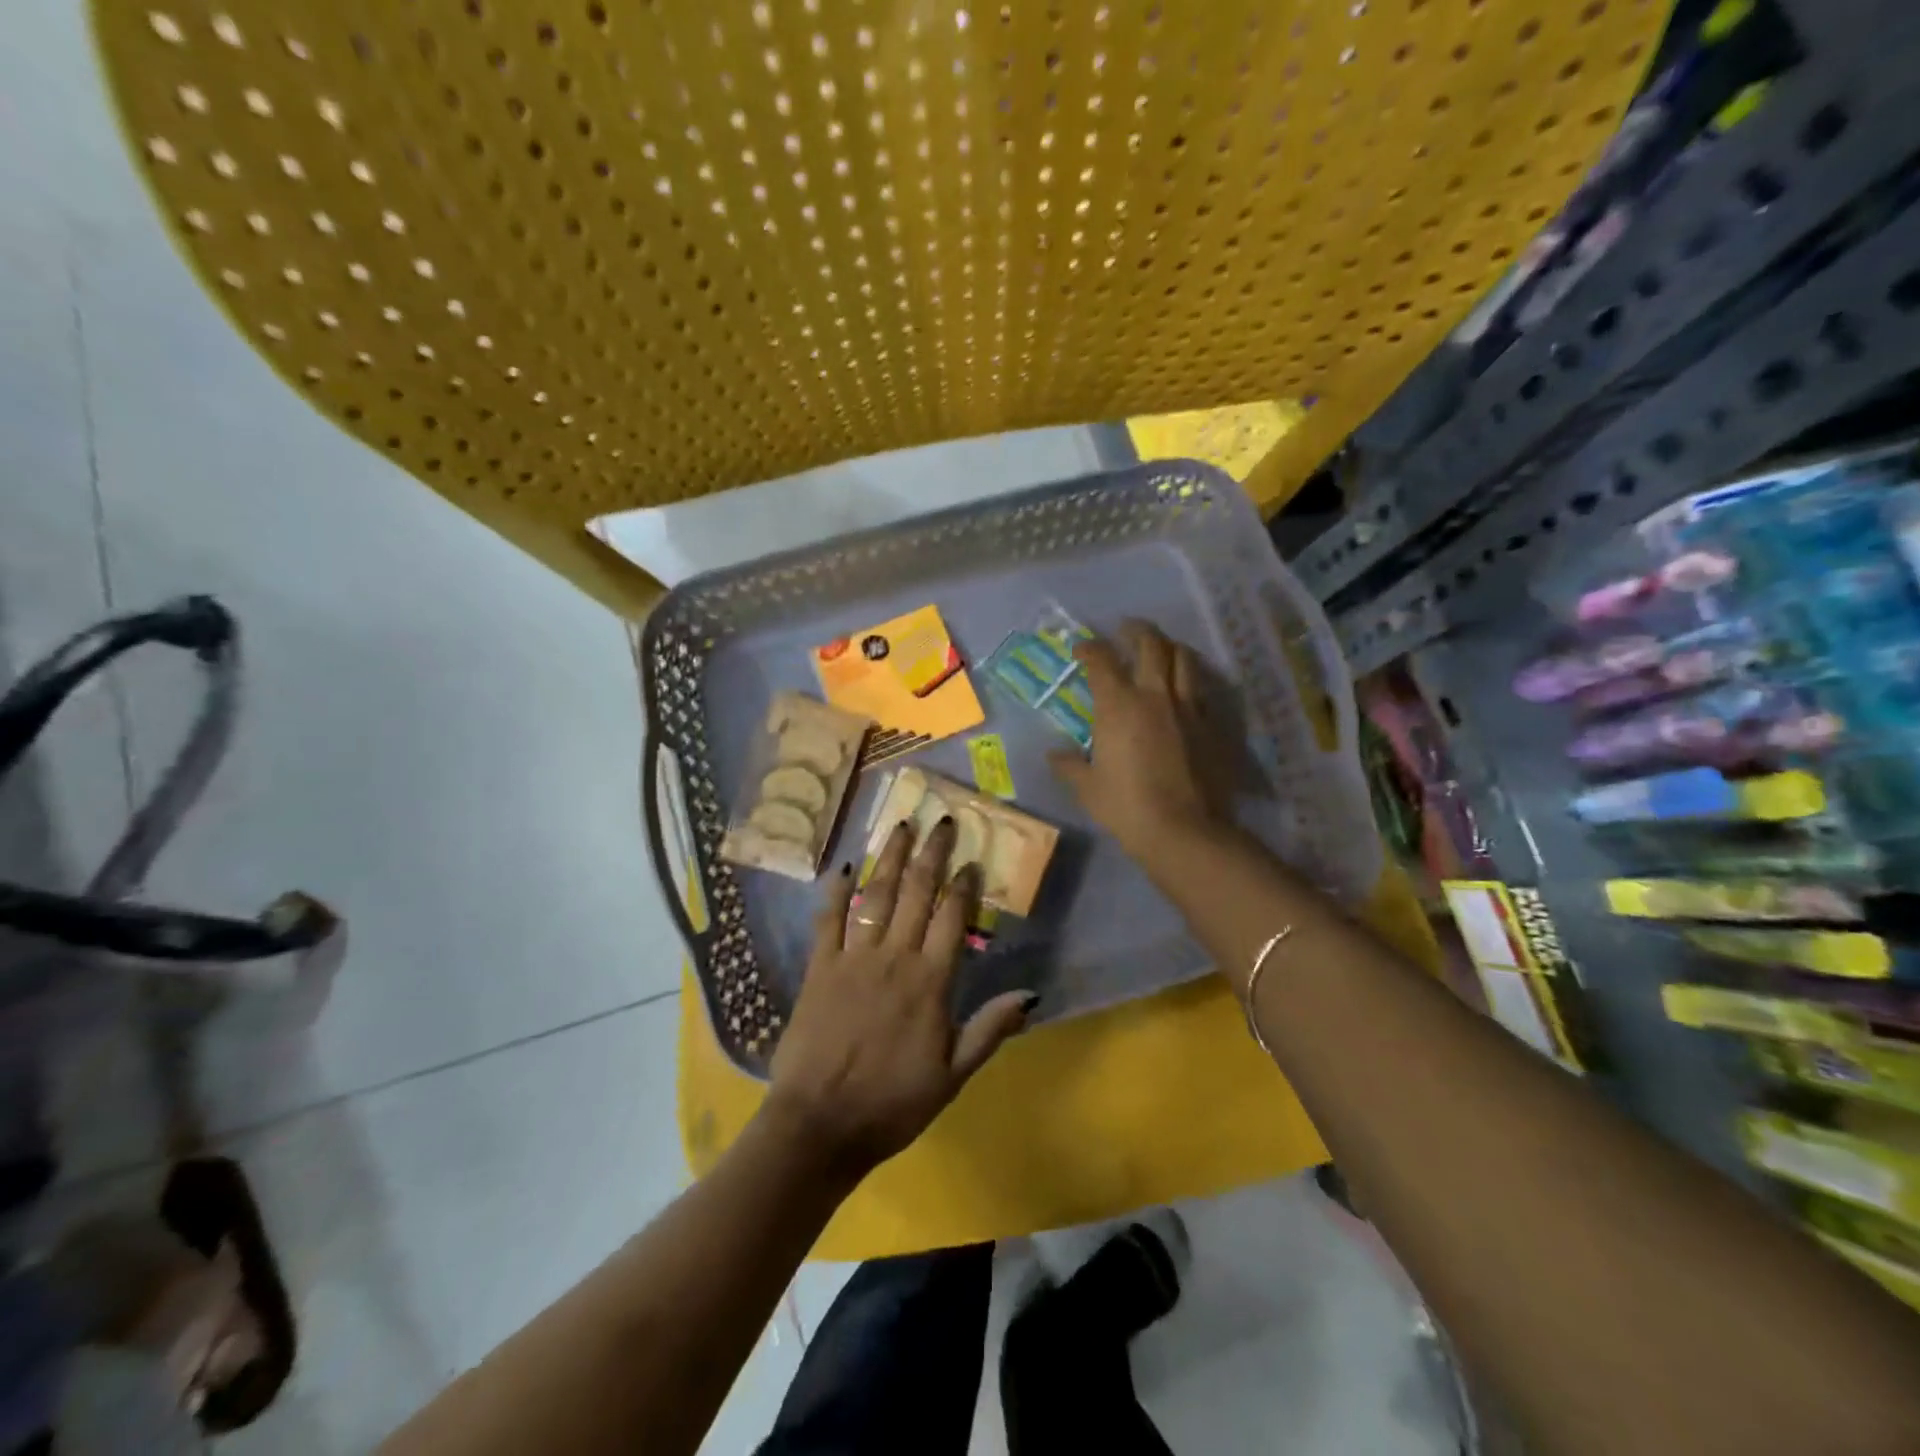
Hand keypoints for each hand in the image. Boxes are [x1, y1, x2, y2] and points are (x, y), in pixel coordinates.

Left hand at [765, 819, 1036, 1179]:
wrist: (821, 1126)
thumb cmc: (893, 1104)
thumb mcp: (953, 1076)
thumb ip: (990, 1029)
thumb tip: (1032, 994)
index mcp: (930, 982)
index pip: (952, 920)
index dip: (963, 886)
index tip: (971, 859)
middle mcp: (894, 958)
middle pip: (916, 894)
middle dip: (932, 854)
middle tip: (942, 820)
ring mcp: (853, 959)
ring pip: (876, 896)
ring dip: (891, 858)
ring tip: (901, 824)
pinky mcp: (819, 968)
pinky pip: (828, 920)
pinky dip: (836, 891)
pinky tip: (846, 865)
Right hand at [1048, 621, 1230, 859]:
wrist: (1184, 830)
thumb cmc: (1126, 807)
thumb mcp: (1087, 788)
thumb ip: (1069, 766)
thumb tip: (1054, 755)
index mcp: (1118, 706)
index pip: (1102, 661)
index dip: (1089, 648)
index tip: (1081, 648)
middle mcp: (1155, 695)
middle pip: (1151, 644)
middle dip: (1136, 630)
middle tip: (1127, 630)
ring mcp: (1189, 708)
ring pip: (1184, 659)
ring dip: (1170, 648)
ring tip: (1161, 650)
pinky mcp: (1213, 725)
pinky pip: (1202, 691)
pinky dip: (1190, 681)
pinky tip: (1185, 691)